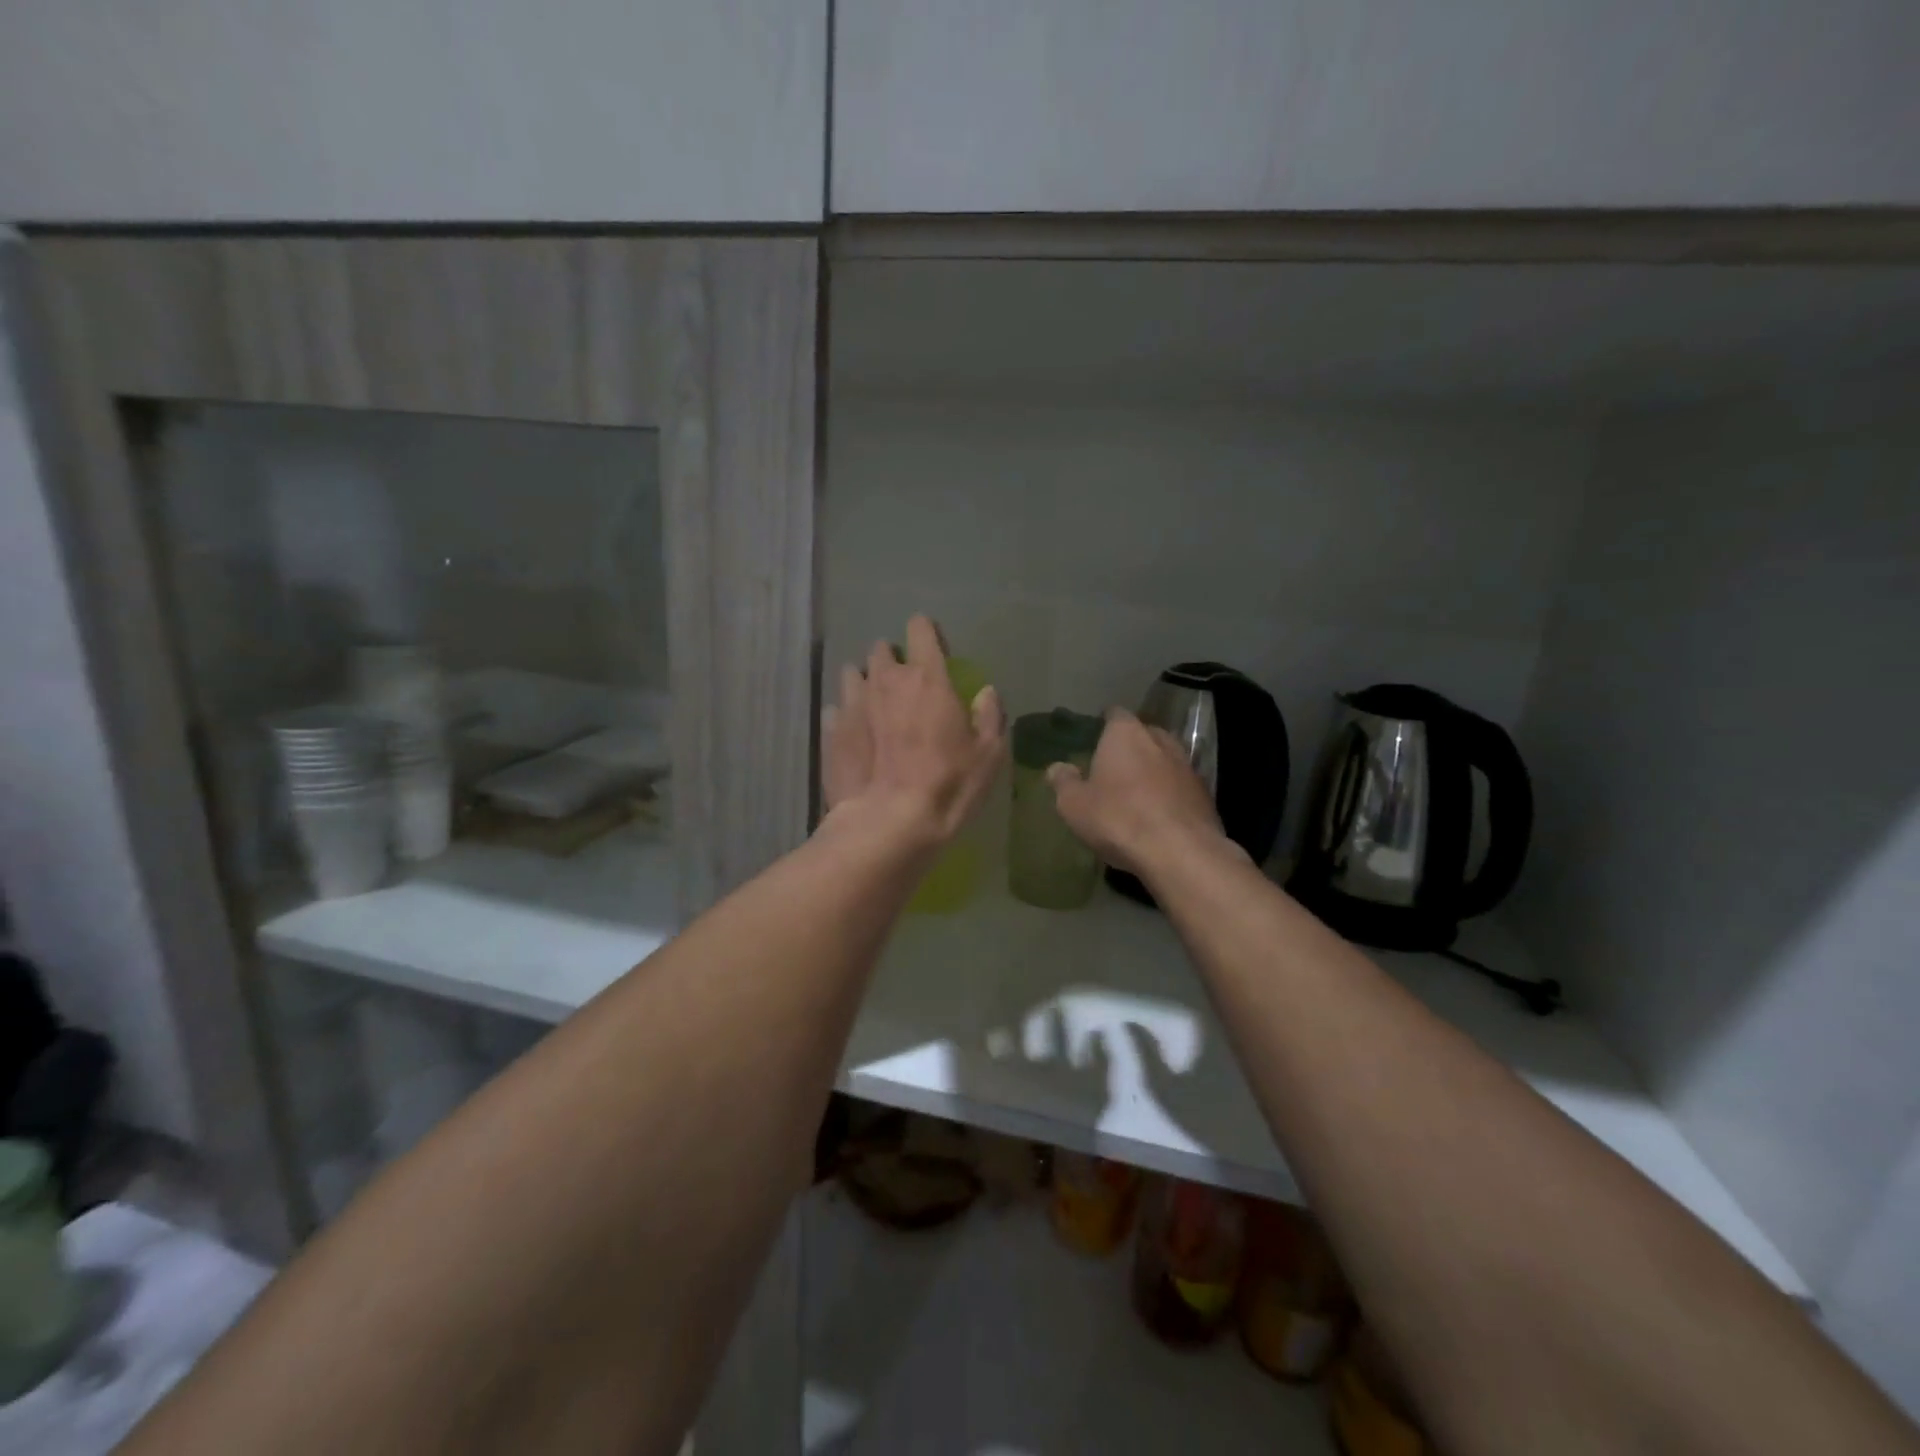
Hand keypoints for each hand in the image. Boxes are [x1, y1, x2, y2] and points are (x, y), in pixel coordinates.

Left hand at [822, 615, 1006, 847]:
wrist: (890, 822)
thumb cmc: (948, 785)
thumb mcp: (988, 754)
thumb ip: (990, 715)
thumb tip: (985, 693)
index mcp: (927, 678)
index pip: (920, 630)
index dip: (926, 633)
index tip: (932, 647)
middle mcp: (886, 680)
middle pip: (881, 650)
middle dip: (892, 660)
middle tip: (903, 684)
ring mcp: (853, 704)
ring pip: (853, 674)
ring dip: (865, 682)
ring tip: (874, 705)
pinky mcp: (831, 731)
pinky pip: (836, 709)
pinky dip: (846, 715)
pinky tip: (855, 734)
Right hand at [1047, 709, 1227, 877]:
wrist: (1180, 852)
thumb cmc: (1118, 819)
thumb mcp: (1074, 805)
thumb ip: (1064, 782)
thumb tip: (1057, 767)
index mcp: (1125, 734)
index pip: (1114, 714)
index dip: (1105, 725)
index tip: (1095, 740)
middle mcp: (1159, 740)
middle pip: (1143, 734)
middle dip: (1130, 748)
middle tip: (1113, 769)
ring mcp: (1187, 765)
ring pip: (1164, 759)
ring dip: (1152, 771)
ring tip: (1136, 794)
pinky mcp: (1205, 793)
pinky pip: (1180, 785)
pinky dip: (1169, 793)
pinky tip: (1159, 815)